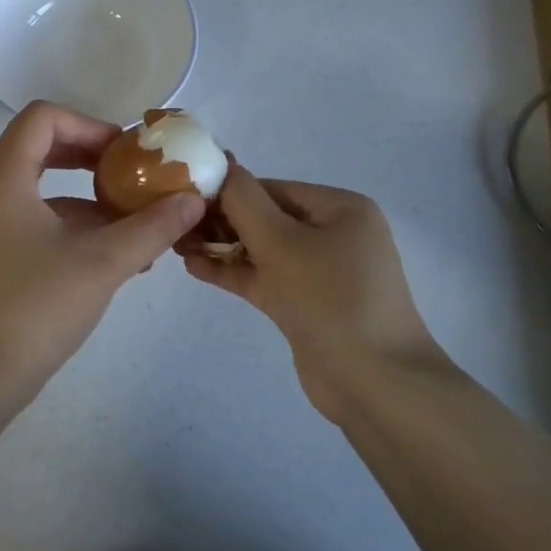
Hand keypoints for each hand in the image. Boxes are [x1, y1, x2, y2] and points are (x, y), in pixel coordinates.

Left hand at [0, 101, 205, 384]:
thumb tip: (193, 202)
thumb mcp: (102, 264)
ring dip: (88, 197)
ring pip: (42, 189)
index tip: (125, 153)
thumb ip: (151, 228)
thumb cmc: (35, 307)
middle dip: (91, 158)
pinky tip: (113, 256)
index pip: (42, 118)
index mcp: (5, 178)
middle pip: (41, 147)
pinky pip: (35, 220)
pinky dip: (73, 225)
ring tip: (136, 222)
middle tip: (133, 176)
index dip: (88, 125)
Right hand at [184, 162, 443, 419]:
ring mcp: (321, 271)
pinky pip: (265, 277)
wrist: (375, 385)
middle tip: (175, 225)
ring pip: (262, 249)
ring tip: (177, 245)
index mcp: (340, 208)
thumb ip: (243, 201)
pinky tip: (194, 268)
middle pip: (265, 217)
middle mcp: (334, 233)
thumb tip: (221, 165)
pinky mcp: (307, 304)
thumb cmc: (329, 298)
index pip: (271, 188)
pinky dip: (234, 272)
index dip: (227, 192)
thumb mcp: (280, 241)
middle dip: (221, 221)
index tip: (184, 199)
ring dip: (222, 247)